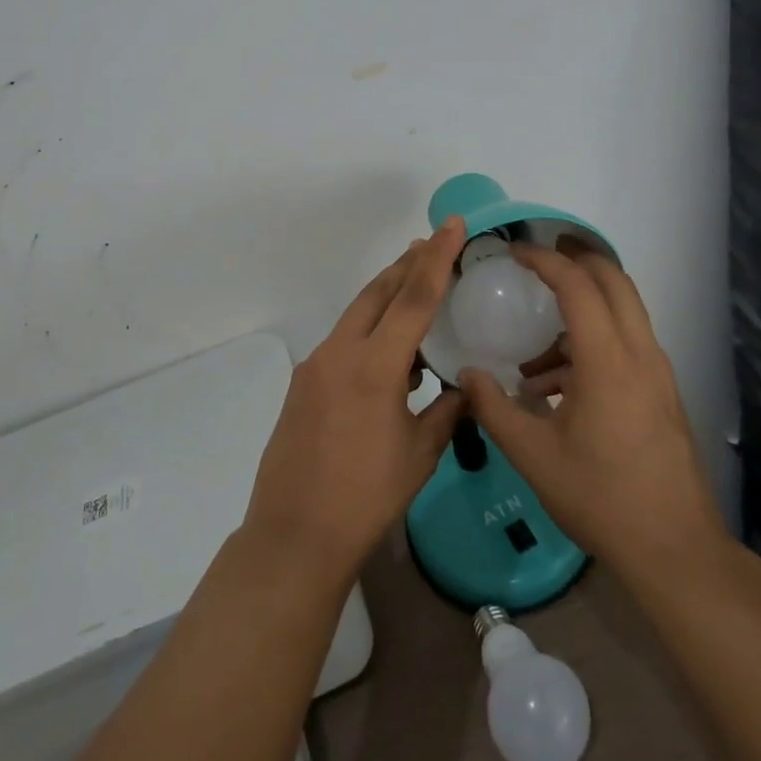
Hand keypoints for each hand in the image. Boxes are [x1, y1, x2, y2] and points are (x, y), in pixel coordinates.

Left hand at [242, 218, 468, 585]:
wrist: (294, 536)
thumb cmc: (366, 498)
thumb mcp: (420, 455)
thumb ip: (447, 411)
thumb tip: (466, 388)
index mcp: (374, 365)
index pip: (414, 297)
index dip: (437, 258)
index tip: (452, 225)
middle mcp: (340, 352)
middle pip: (378, 292)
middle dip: (407, 265)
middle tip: (432, 244)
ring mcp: (316, 366)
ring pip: (357, 313)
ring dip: (386, 296)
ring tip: (415, 290)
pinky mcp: (303, 383)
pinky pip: (343, 341)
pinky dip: (369, 331)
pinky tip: (389, 354)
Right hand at [461, 244, 725, 576]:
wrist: (675, 551)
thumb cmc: (600, 497)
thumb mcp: (533, 456)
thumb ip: (493, 408)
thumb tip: (467, 374)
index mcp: (608, 360)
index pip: (578, 285)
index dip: (545, 260)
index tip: (514, 252)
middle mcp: (640, 354)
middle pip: (614, 281)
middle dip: (577, 259)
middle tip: (538, 258)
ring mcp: (658, 373)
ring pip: (624, 311)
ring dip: (584, 305)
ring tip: (536, 346)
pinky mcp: (662, 393)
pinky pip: (628, 343)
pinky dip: (594, 339)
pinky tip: (557, 386)